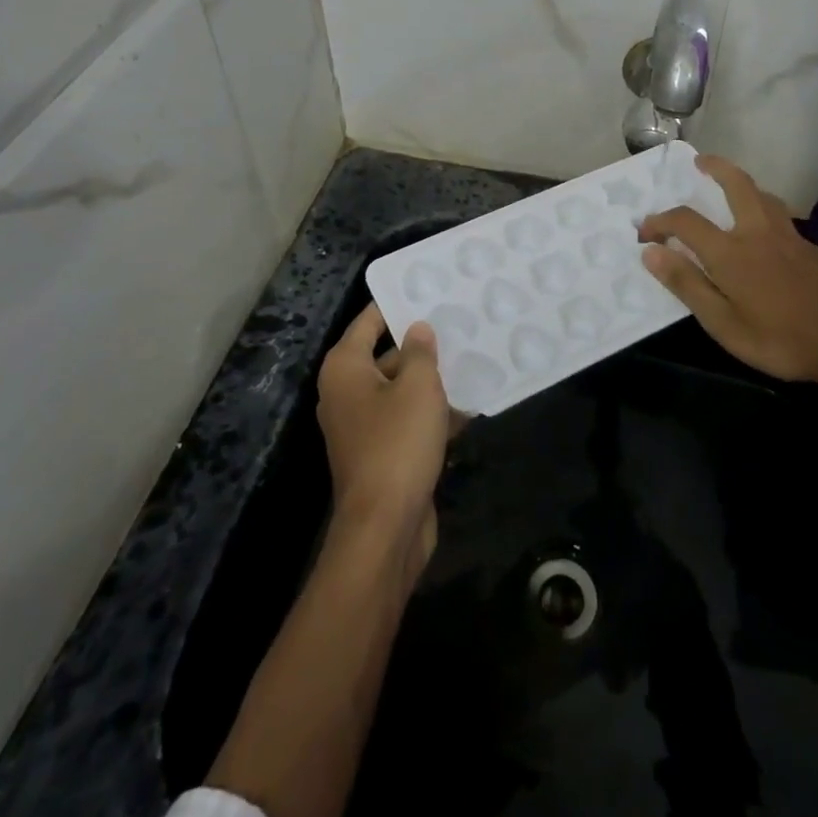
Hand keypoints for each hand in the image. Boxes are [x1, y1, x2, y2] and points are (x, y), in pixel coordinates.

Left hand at [316, 305, 451, 582]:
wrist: (386, 528)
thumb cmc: (397, 444)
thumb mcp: (417, 388)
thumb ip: (419, 352)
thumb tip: (417, 329)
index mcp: (345, 369)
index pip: (369, 321)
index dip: (396, 304)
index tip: (426, 288)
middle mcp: (347, 393)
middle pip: (386, 355)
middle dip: (421, 343)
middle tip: (458, 322)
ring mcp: (363, 426)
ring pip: (401, 390)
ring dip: (431, 380)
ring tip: (472, 357)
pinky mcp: (382, 453)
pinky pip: (408, 420)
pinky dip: (432, 413)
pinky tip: (469, 404)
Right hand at [637, 154, 817, 401]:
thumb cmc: (782, 340)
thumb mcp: (724, 324)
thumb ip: (687, 285)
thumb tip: (651, 253)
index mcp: (731, 252)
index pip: (685, 221)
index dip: (659, 221)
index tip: (645, 232)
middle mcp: (758, 233)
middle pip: (736, 184)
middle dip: (715, 167)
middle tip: (699, 161)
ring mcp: (790, 238)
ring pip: (764, 196)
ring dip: (742, 184)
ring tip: (730, 187)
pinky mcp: (812, 249)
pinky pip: (781, 216)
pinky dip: (764, 208)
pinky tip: (764, 232)